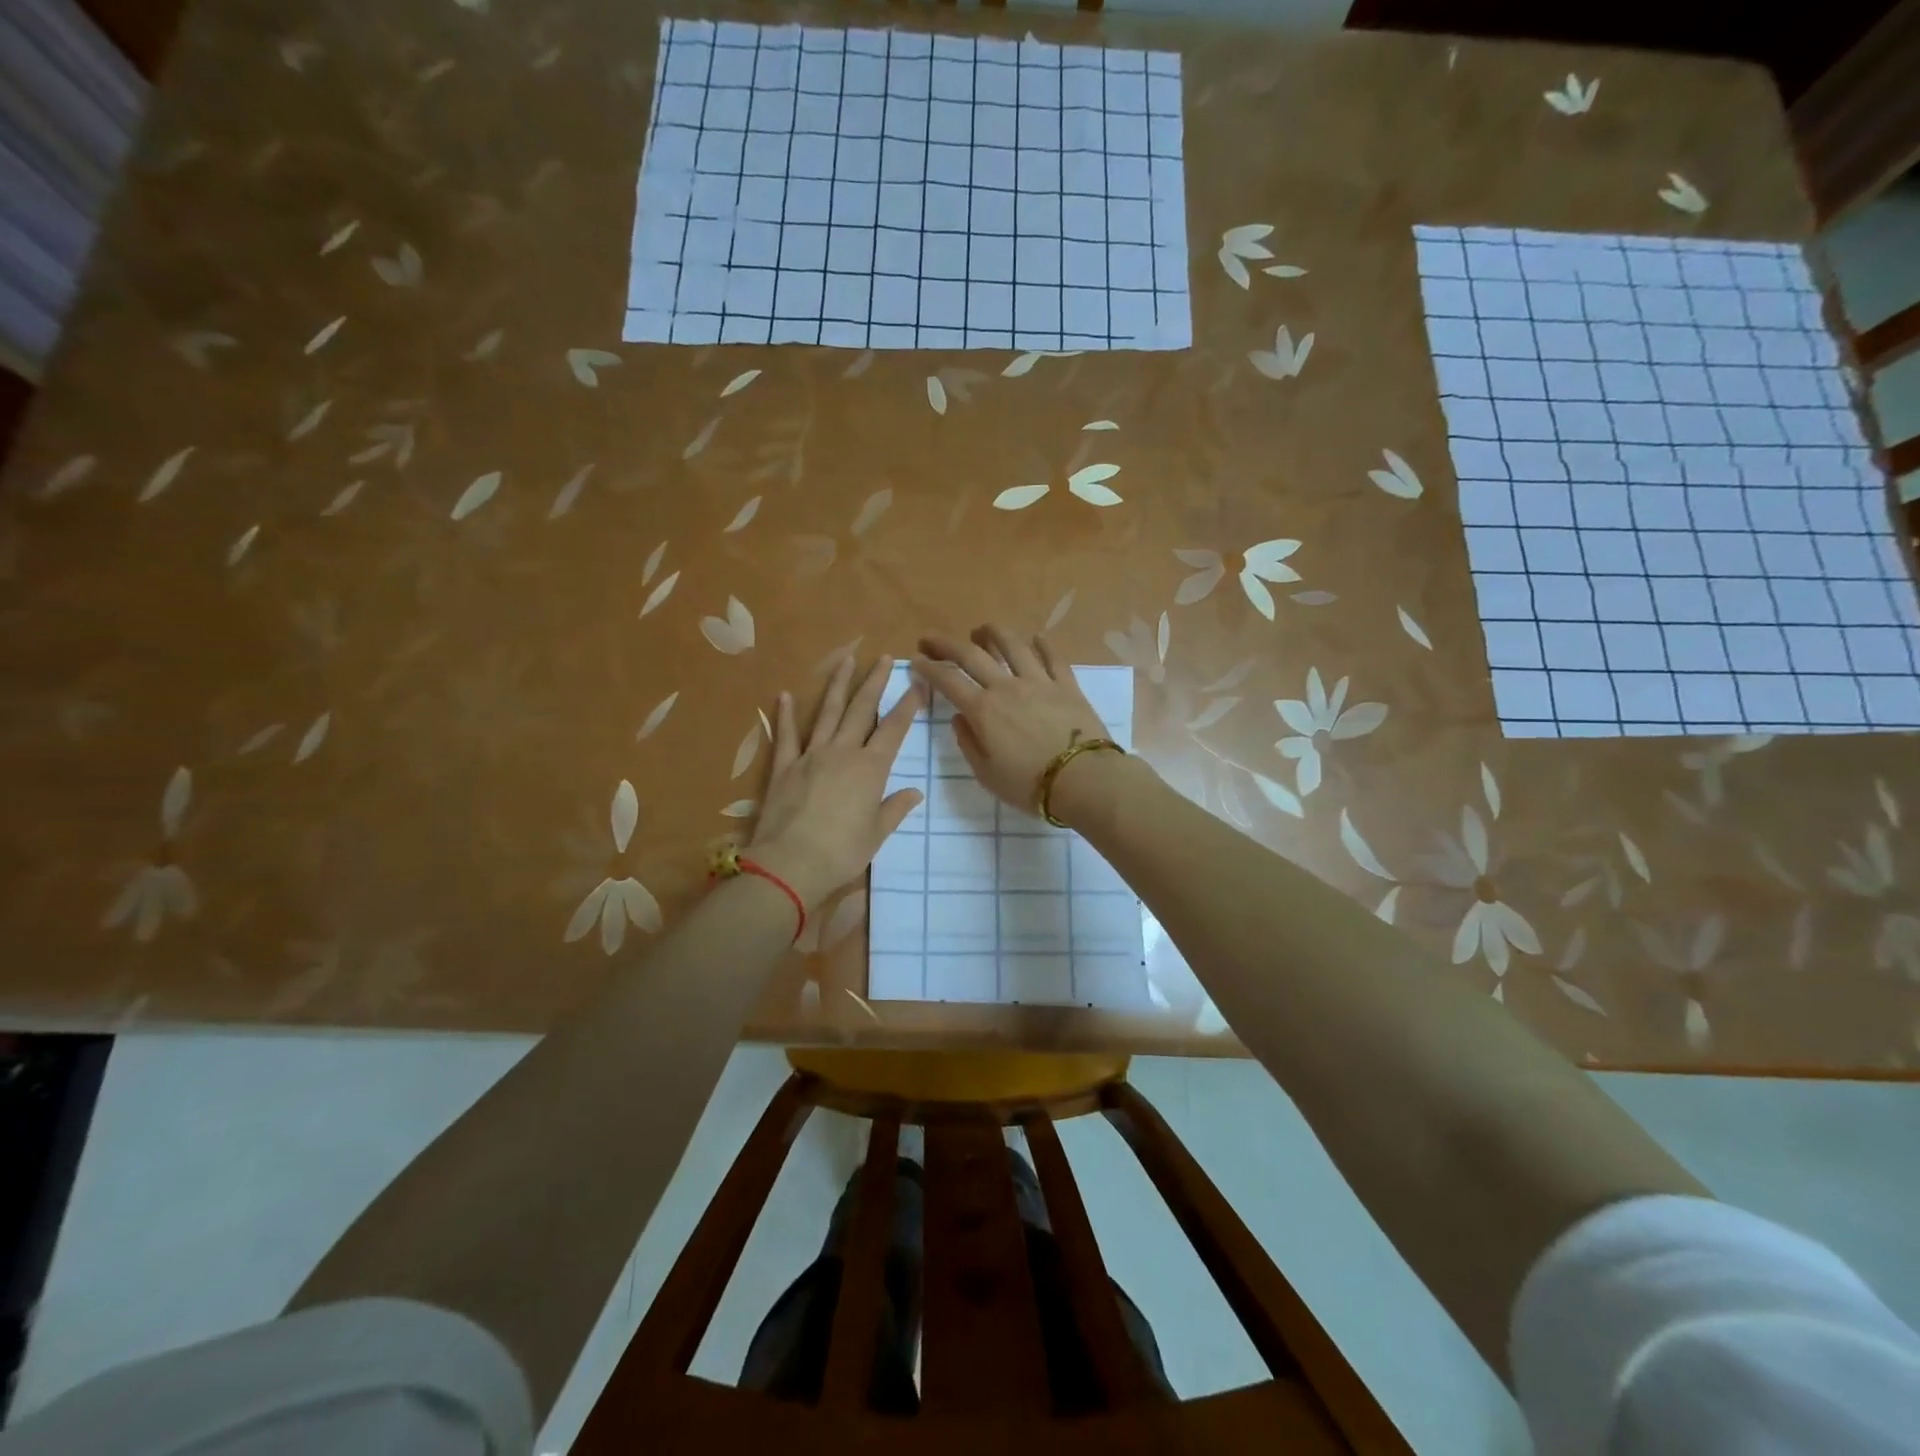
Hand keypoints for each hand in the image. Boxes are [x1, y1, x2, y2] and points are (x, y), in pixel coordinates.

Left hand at [747, 655, 924, 908]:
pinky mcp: (783, 768)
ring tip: (846, 660)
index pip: (894, 730)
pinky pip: (786, 736)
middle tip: (883, 658)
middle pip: (862, 710)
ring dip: (838, 686)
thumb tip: (914, 792)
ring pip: (828, 713)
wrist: (789, 864)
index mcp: (870, 769)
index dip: (907, 706)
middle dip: (875, 683)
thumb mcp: (876, 834)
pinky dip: (785, 715)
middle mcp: (842, 753)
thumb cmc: (841, 853)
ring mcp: (810, 756)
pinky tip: (784, 695)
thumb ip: (894, 808)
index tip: (918, 684)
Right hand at [913, 624, 1113, 815]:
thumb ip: (969, 743)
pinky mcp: (1067, 685)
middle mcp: (1007, 687)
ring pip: (1013, 646)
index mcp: (983, 710)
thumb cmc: (1028, 784)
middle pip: (972, 655)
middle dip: (947, 644)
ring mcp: (1039, 682)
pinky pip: (1053, 658)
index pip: (948, 681)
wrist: (1082, 779)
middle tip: (932, 638)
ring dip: (993, 633)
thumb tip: (961, 718)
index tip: (916, 660)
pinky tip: (1037, 638)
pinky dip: (1043, 645)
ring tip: (982, 630)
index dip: (929, 668)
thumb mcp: (986, 773)